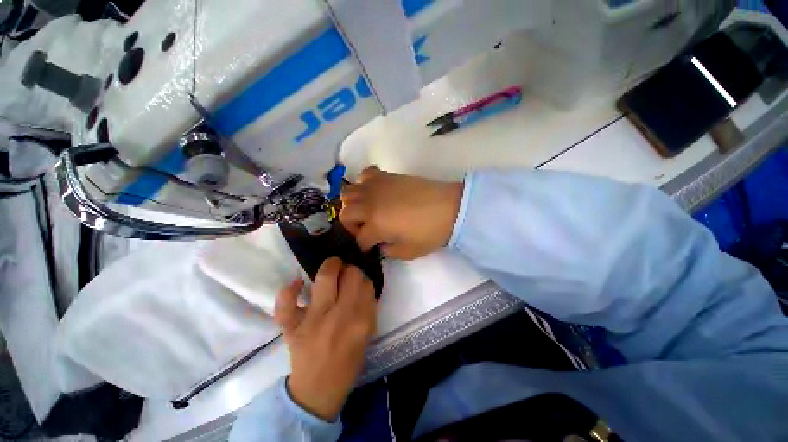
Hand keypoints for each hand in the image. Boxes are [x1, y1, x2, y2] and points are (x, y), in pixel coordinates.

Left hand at [274, 257, 376, 421]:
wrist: (317, 391)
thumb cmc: (347, 363)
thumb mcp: (367, 335)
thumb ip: (368, 308)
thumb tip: (363, 283)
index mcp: (361, 321)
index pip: (366, 283)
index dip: (363, 276)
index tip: (359, 278)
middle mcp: (340, 316)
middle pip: (350, 275)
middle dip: (350, 268)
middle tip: (346, 271)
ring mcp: (313, 320)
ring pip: (325, 278)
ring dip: (330, 266)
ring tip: (332, 265)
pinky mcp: (291, 327)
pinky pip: (286, 304)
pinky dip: (289, 291)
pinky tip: (297, 283)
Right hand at [340, 166, 463, 259]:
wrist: (450, 208)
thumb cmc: (430, 233)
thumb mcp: (408, 252)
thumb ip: (389, 251)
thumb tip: (380, 244)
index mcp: (376, 225)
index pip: (360, 239)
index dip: (364, 246)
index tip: (370, 248)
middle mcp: (370, 205)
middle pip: (345, 213)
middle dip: (351, 225)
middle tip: (365, 228)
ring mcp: (376, 187)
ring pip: (348, 192)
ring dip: (353, 203)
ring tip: (366, 209)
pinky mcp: (386, 176)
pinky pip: (366, 174)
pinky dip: (364, 182)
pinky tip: (375, 191)